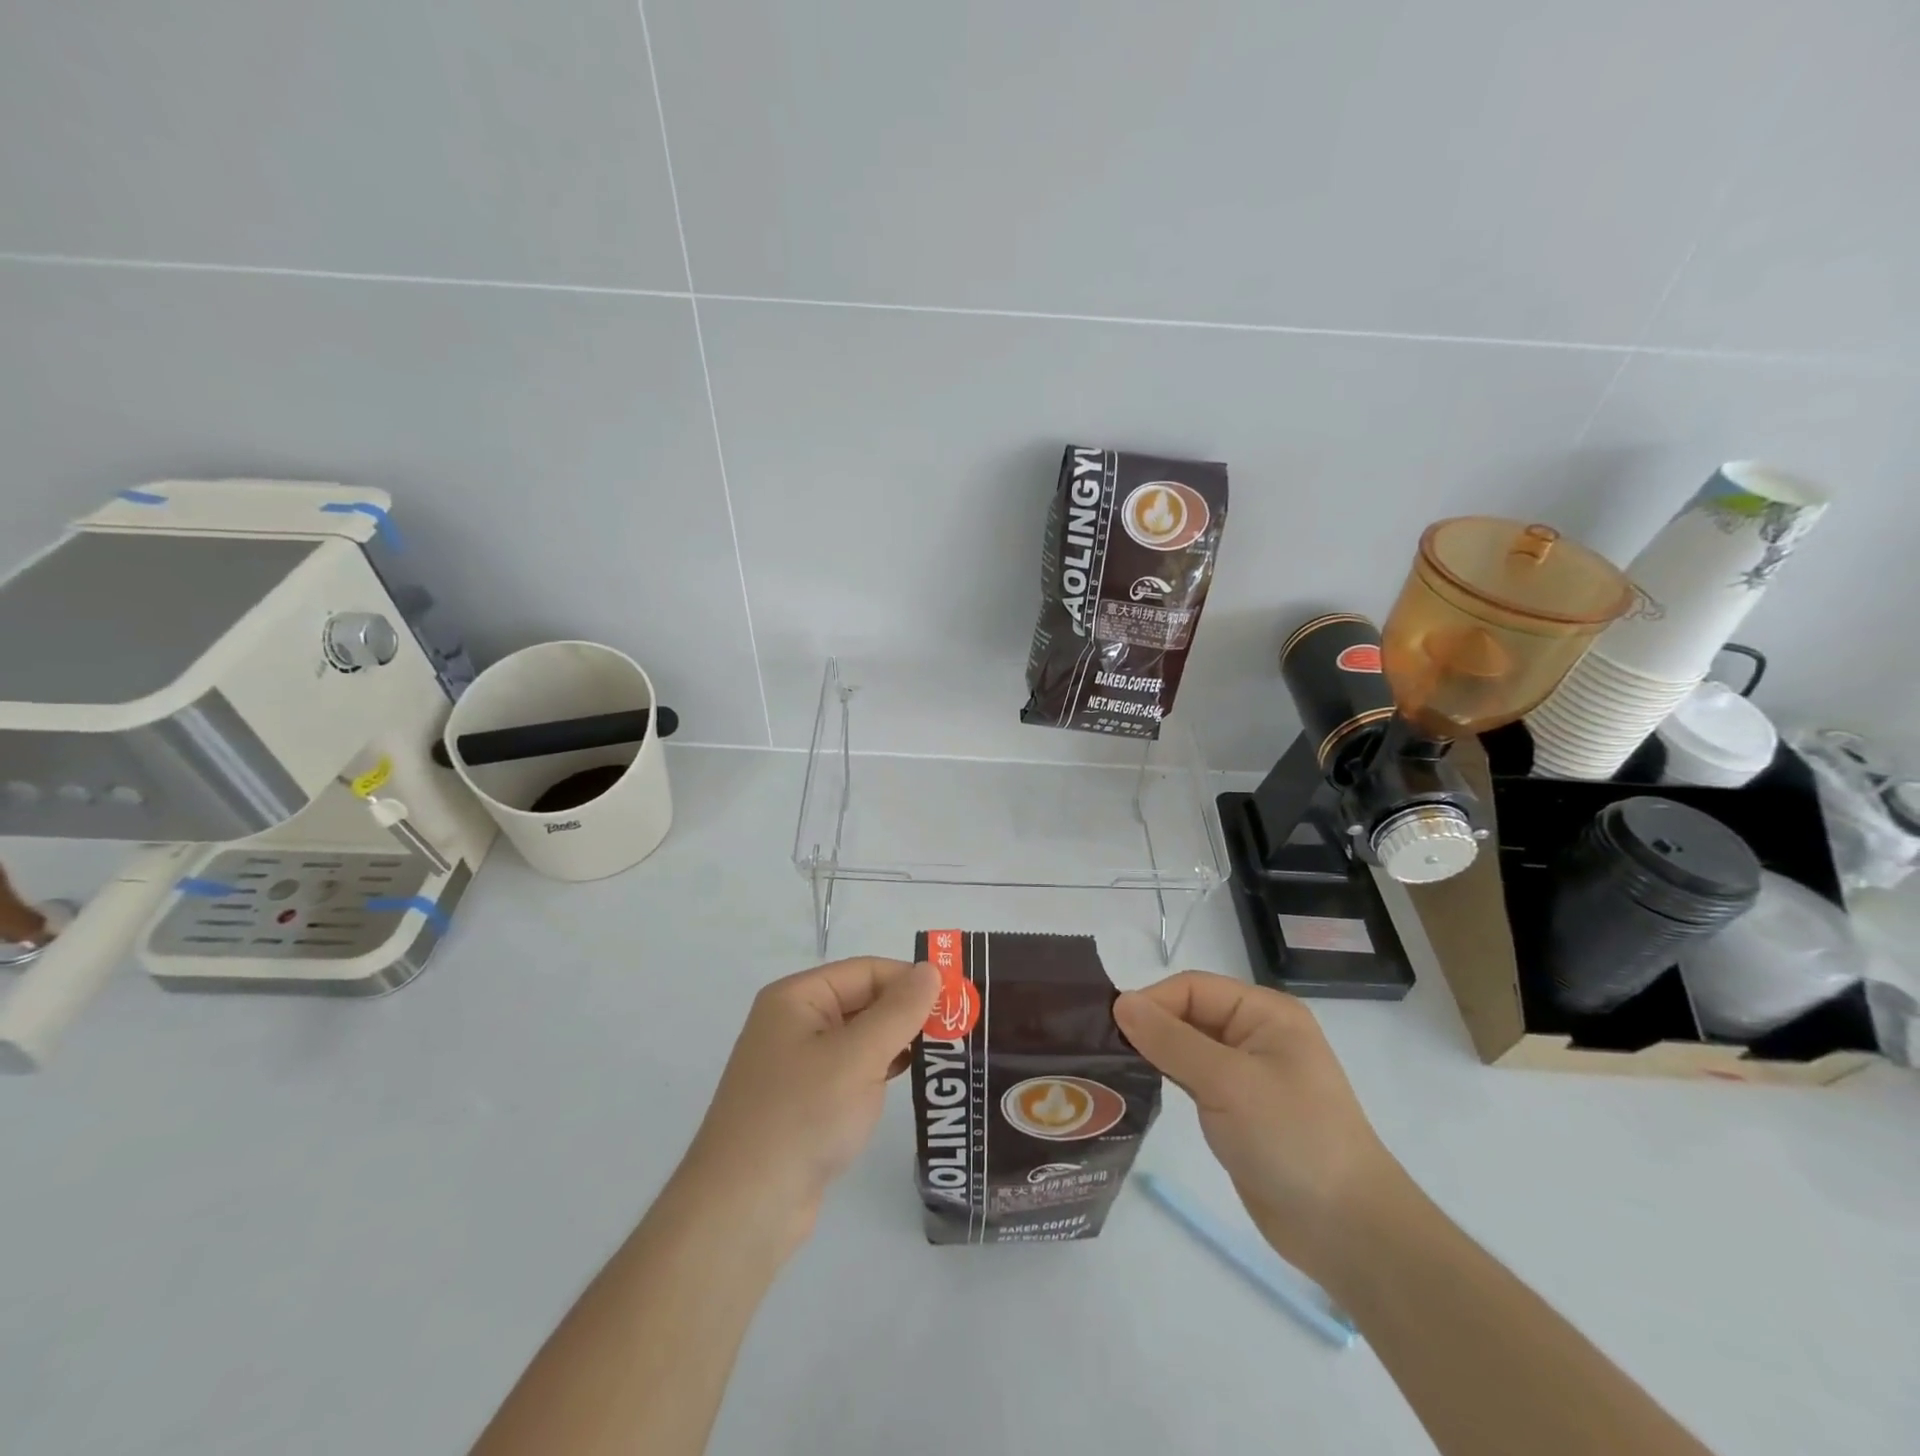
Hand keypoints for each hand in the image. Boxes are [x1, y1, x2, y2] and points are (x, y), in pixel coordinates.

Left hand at [679, 957, 939, 1253]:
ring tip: (944, 1053)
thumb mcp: (858, 1057)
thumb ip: (899, 1010)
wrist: (743, 1211)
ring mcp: (797, 1065)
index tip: (958, 1000)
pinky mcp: (805, 1102)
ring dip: (898, 1043)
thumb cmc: (801, 1117)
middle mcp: (794, 1022)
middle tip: (959, 1028)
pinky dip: (880, 1071)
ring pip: (860, 1038)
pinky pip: (851, 1071)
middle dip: (908, 1013)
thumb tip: (931, 969)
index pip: (867, 971)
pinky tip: (908, 1081)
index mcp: (797, 998)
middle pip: (863, 1001)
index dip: (911, 980)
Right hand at [1114, 971, 1402, 1280]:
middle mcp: (1255, 1034)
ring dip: (1154, 1052)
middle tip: (1102, 1047)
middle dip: (1150, 1026)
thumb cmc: (1292, 1139)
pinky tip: (1137, 1086)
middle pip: (1188, 1013)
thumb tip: (1121, 1002)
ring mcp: (1246, 1073)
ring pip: (1187, 1046)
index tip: (1111, 1029)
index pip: (1193, 988)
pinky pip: (1192, 1078)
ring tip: (1110, 1065)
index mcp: (1264, 1013)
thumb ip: (1171, 1040)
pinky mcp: (1237, 1109)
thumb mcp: (1227, 1082)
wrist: (1346, 1231)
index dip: (1153, 1002)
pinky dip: (1166, 1077)